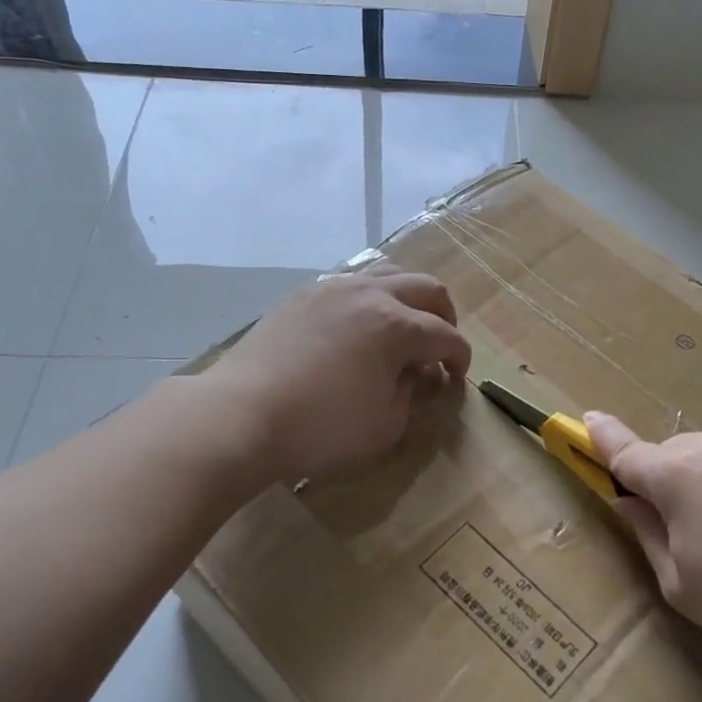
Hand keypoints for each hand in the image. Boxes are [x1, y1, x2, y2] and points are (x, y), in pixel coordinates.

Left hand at [204, 268, 470, 484]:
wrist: (241, 414)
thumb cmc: (321, 428)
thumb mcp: (385, 425)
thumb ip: (412, 394)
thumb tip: (418, 373)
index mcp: (397, 326)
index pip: (446, 336)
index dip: (460, 358)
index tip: (456, 379)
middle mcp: (370, 294)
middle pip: (426, 288)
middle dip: (444, 316)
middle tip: (440, 346)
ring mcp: (333, 288)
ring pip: (388, 273)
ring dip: (408, 297)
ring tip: (404, 326)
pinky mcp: (303, 295)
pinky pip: (351, 283)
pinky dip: (370, 298)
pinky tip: (359, 327)